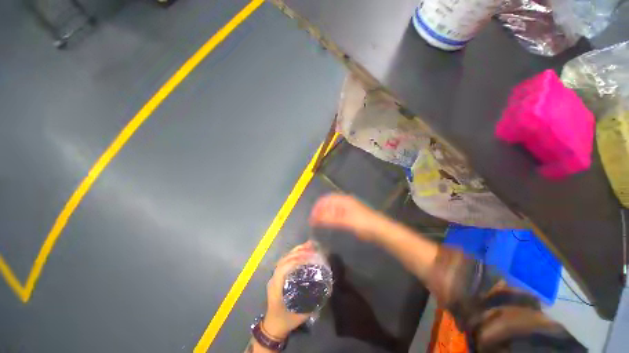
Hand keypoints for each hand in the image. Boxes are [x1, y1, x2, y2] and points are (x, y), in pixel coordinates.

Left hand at [263, 242, 315, 338]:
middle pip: (284, 259)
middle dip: (298, 252)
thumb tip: (325, 289)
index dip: (295, 260)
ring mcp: (275, 276)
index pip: (284, 267)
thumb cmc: (285, 320)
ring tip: (308, 246)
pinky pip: (285, 261)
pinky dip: (294, 255)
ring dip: (296, 251)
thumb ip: (311, 303)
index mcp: (276, 286)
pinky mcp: (278, 276)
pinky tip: (302, 253)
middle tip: (311, 247)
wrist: (273, 325)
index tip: (308, 256)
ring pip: (284, 258)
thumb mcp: (299, 314)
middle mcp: (274, 278)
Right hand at [309, 193, 379, 240]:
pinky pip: (337, 213)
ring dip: (325, 214)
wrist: (379, 229)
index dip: (318, 207)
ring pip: (333, 208)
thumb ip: (330, 219)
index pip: (326, 199)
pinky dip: (331, 217)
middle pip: (329, 203)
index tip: (312, 217)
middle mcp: (345, 201)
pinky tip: (329, 223)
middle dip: (320, 210)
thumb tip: (315, 218)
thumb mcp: (345, 221)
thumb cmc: (362, 223)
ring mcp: (348, 208)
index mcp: (343, 200)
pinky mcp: (351, 214)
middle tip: (314, 221)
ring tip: (319, 223)